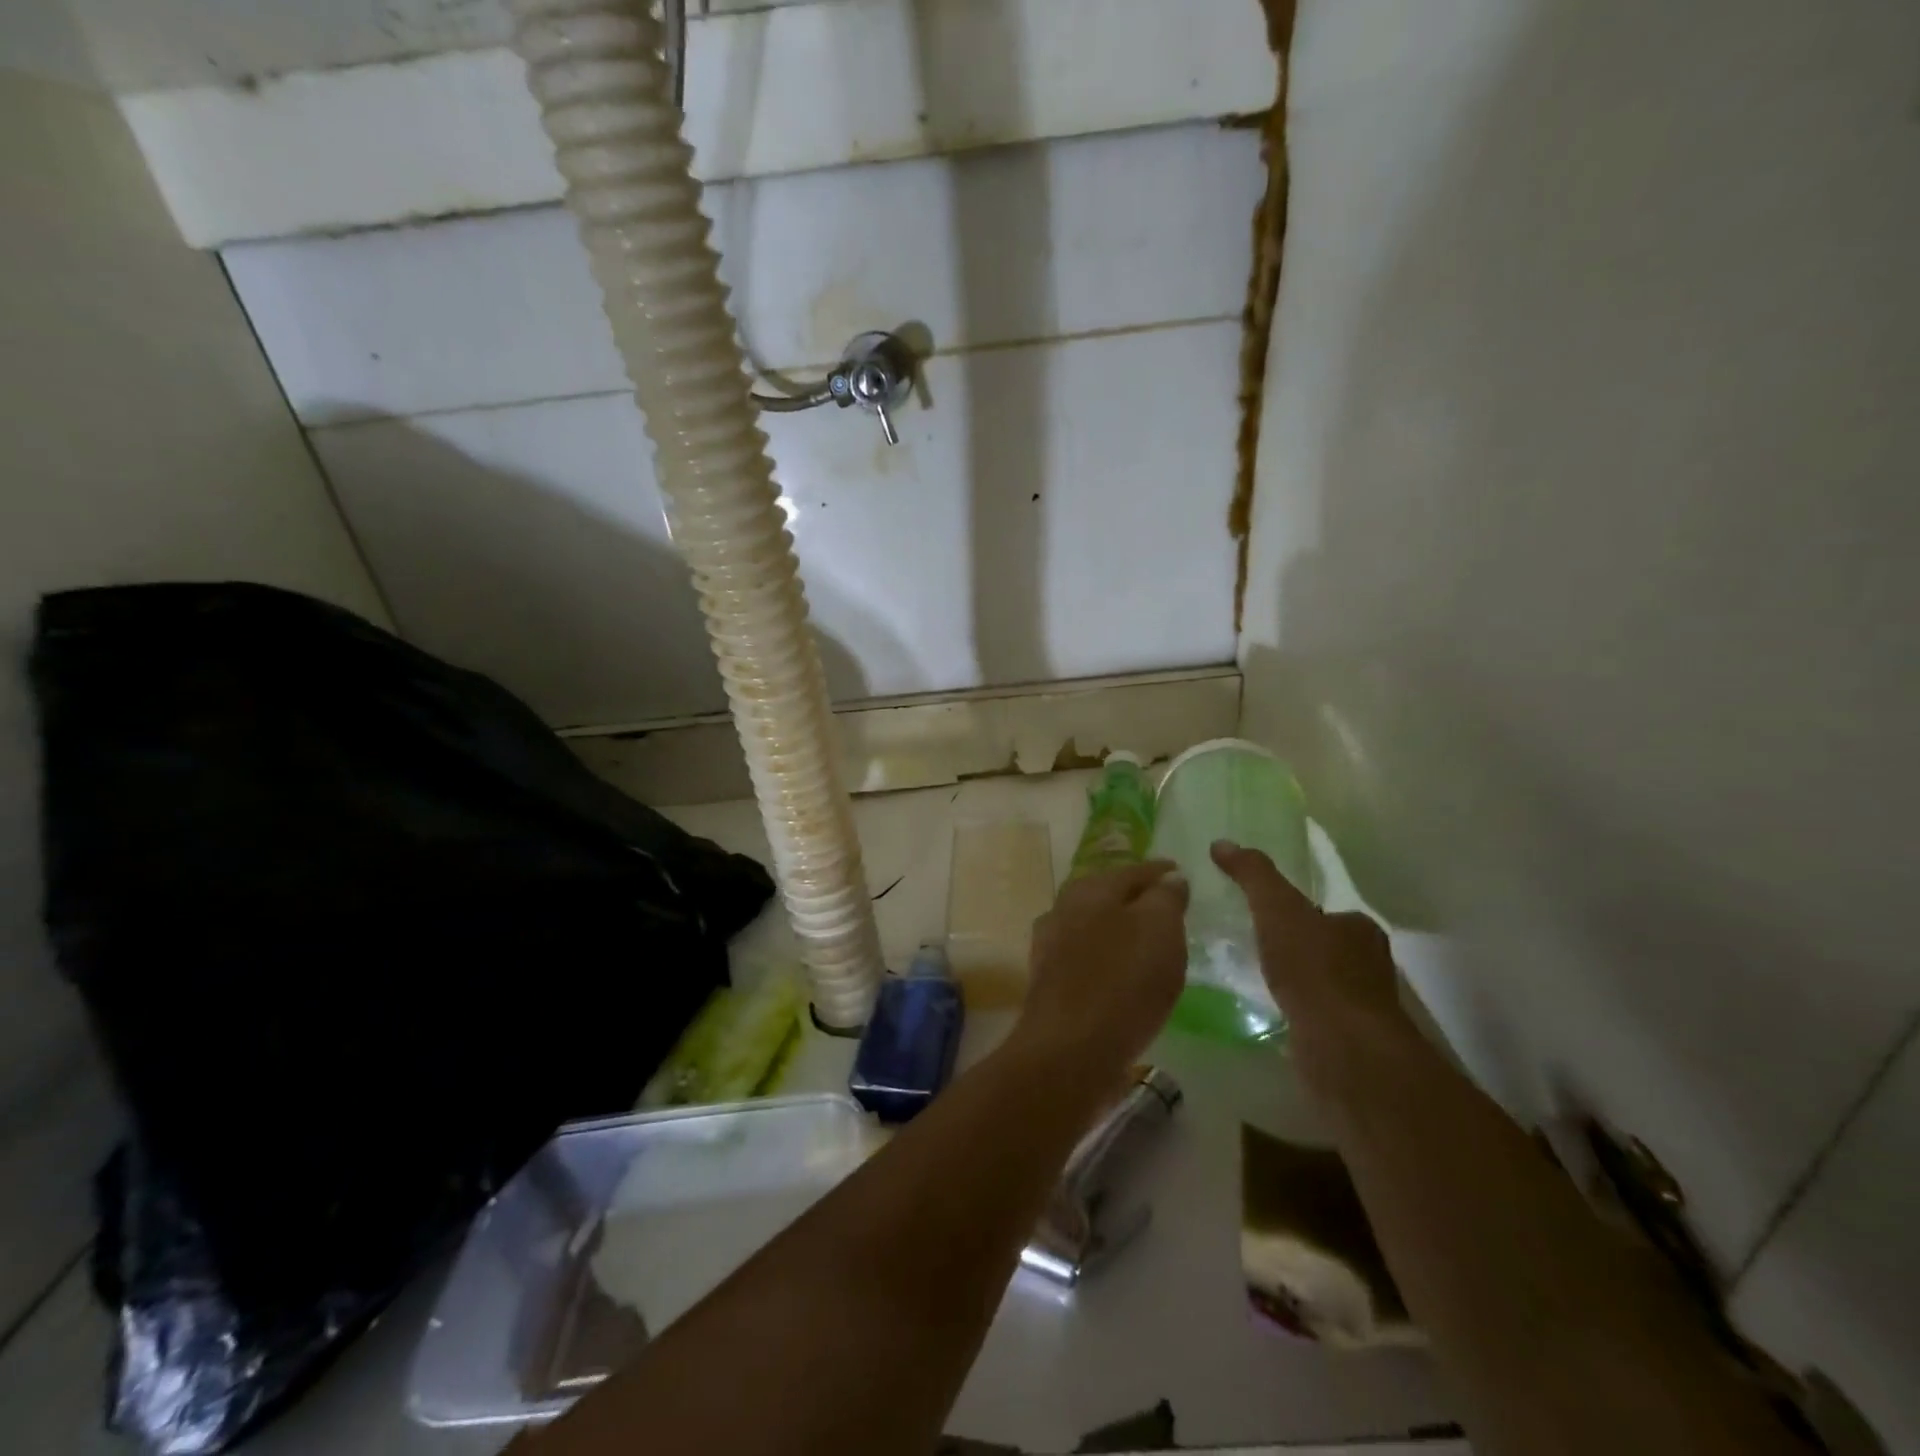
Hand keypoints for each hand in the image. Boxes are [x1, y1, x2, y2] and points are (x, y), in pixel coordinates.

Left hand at [1015, 862, 1188, 1085]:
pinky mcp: (1051, 982)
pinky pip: (1089, 958)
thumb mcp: (1159, 929)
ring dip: (1121, 929)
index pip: (1133, 870)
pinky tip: (1125, 975)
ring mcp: (1052, 946)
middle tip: (1168, 907)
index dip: (1160, 871)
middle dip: (1137, 898)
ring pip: (1095, 926)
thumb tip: (1169, 877)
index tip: (1180, 873)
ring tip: (1151, 942)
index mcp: (1090, 889)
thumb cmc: (1122, 981)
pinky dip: (1109, 958)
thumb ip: (1166, 898)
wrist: (1069, 1050)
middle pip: (1109, 895)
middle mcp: (1063, 909)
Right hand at [1209, 840, 1410, 1082]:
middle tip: (1253, 945)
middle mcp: (1370, 964)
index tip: (1265, 916)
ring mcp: (1362, 1006)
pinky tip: (1269, 1012)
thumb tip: (1222, 843)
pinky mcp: (1349, 1040)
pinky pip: (1315, 1016)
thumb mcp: (1276, 908)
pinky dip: (1295, 1011)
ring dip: (1295, 981)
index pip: (1327, 912)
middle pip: (1326, 947)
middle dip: (1295, 947)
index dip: (1297, 911)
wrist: (1341, 1046)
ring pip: (1322, 984)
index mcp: (1360, 929)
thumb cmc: (1314, 969)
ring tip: (1254, 978)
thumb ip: (1253, 875)